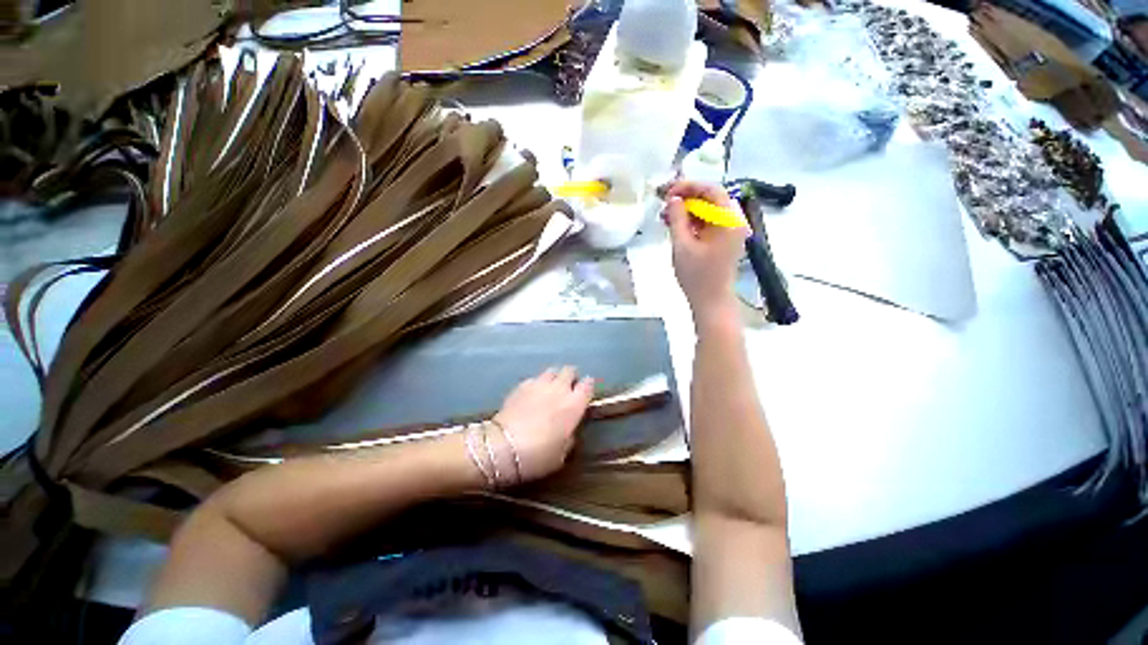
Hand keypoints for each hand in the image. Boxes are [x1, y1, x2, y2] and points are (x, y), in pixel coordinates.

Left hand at [492, 366, 594, 482]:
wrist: (503, 447)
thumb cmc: (538, 455)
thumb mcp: (562, 455)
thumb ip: (569, 436)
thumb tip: (569, 429)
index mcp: (574, 405)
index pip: (588, 384)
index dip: (588, 386)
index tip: (585, 392)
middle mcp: (559, 389)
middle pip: (569, 370)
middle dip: (570, 377)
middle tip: (567, 389)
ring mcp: (539, 384)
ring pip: (552, 370)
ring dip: (554, 377)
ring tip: (550, 388)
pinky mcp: (521, 385)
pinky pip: (535, 378)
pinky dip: (536, 384)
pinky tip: (532, 395)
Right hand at [661, 181, 746, 325]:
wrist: (711, 301)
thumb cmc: (697, 276)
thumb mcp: (682, 245)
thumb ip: (677, 218)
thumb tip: (673, 199)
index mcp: (729, 220)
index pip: (711, 190)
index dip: (688, 187)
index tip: (667, 193)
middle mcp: (734, 221)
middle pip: (710, 199)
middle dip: (686, 198)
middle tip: (664, 204)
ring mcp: (730, 231)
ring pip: (708, 211)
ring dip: (687, 210)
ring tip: (665, 217)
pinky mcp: (724, 240)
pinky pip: (708, 223)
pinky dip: (692, 222)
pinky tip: (675, 226)